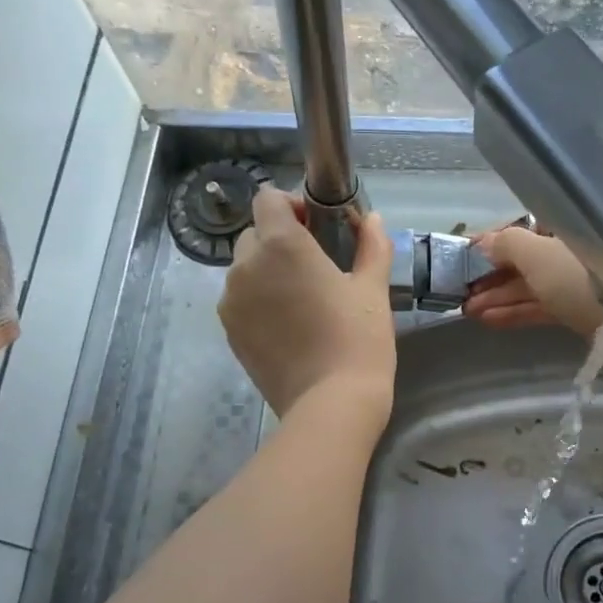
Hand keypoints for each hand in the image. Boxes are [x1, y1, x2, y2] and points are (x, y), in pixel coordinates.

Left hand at [218, 188, 396, 423]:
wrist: (331, 404)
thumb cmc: (358, 340)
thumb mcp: (373, 289)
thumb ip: (372, 245)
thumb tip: (372, 219)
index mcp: (282, 245)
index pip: (268, 199)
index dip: (293, 205)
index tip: (319, 227)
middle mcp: (246, 266)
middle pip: (255, 233)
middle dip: (280, 239)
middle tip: (316, 265)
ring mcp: (232, 301)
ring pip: (245, 269)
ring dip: (268, 271)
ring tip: (302, 299)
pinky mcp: (230, 332)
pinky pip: (240, 300)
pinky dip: (259, 301)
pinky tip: (289, 325)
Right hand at [462, 227, 602, 336]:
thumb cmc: (579, 276)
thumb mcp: (536, 253)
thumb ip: (505, 244)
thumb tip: (481, 243)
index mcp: (564, 226)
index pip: (522, 230)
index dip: (492, 242)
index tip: (463, 256)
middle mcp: (569, 250)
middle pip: (523, 260)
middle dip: (490, 276)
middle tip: (460, 291)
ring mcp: (574, 282)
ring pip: (529, 286)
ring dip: (497, 297)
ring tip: (466, 310)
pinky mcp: (577, 310)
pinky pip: (539, 306)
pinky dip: (514, 312)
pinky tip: (487, 320)